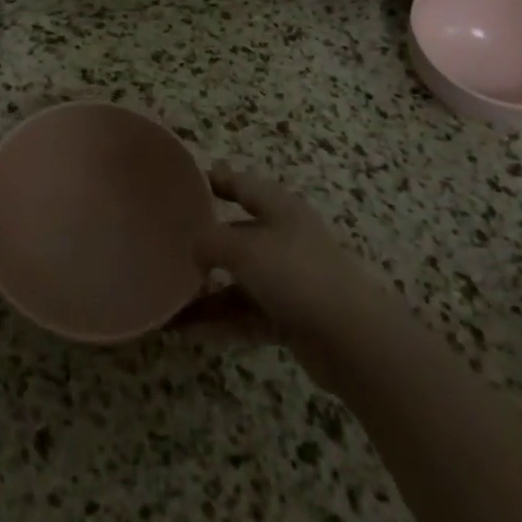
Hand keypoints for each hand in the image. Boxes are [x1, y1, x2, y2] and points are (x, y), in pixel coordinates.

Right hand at [176, 165, 391, 388]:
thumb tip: (194, 248)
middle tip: (169, 247)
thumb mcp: (243, 249)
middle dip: (206, 244)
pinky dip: (222, 321)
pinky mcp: (293, 318)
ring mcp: (291, 281)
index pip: (243, 185)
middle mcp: (286, 239)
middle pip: (239, 235)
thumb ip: (210, 241)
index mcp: (280, 209)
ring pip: (240, 281)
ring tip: (170, 302)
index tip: (186, 182)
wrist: (352, 341)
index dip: (217, 180)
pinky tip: (190, 331)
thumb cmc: (296, 275)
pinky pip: (248, 314)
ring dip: (208, 293)